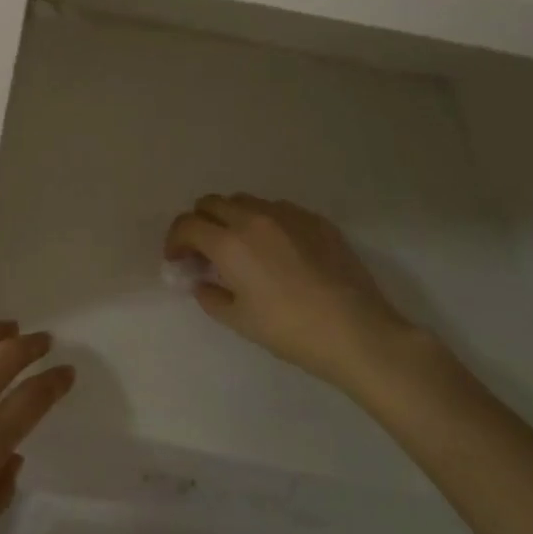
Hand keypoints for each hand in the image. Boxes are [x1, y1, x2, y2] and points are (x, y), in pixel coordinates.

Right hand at [166, 194, 418, 392]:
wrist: (358, 332)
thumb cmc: (291, 331)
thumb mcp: (240, 321)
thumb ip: (210, 296)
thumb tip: (201, 281)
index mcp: (229, 243)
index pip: (187, 224)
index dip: (175, 240)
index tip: (178, 260)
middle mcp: (253, 218)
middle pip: (211, 203)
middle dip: (200, 223)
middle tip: (205, 251)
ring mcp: (286, 214)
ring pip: (244, 201)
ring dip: (231, 218)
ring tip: (241, 246)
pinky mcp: (314, 219)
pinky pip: (277, 209)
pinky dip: (264, 221)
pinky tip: (277, 249)